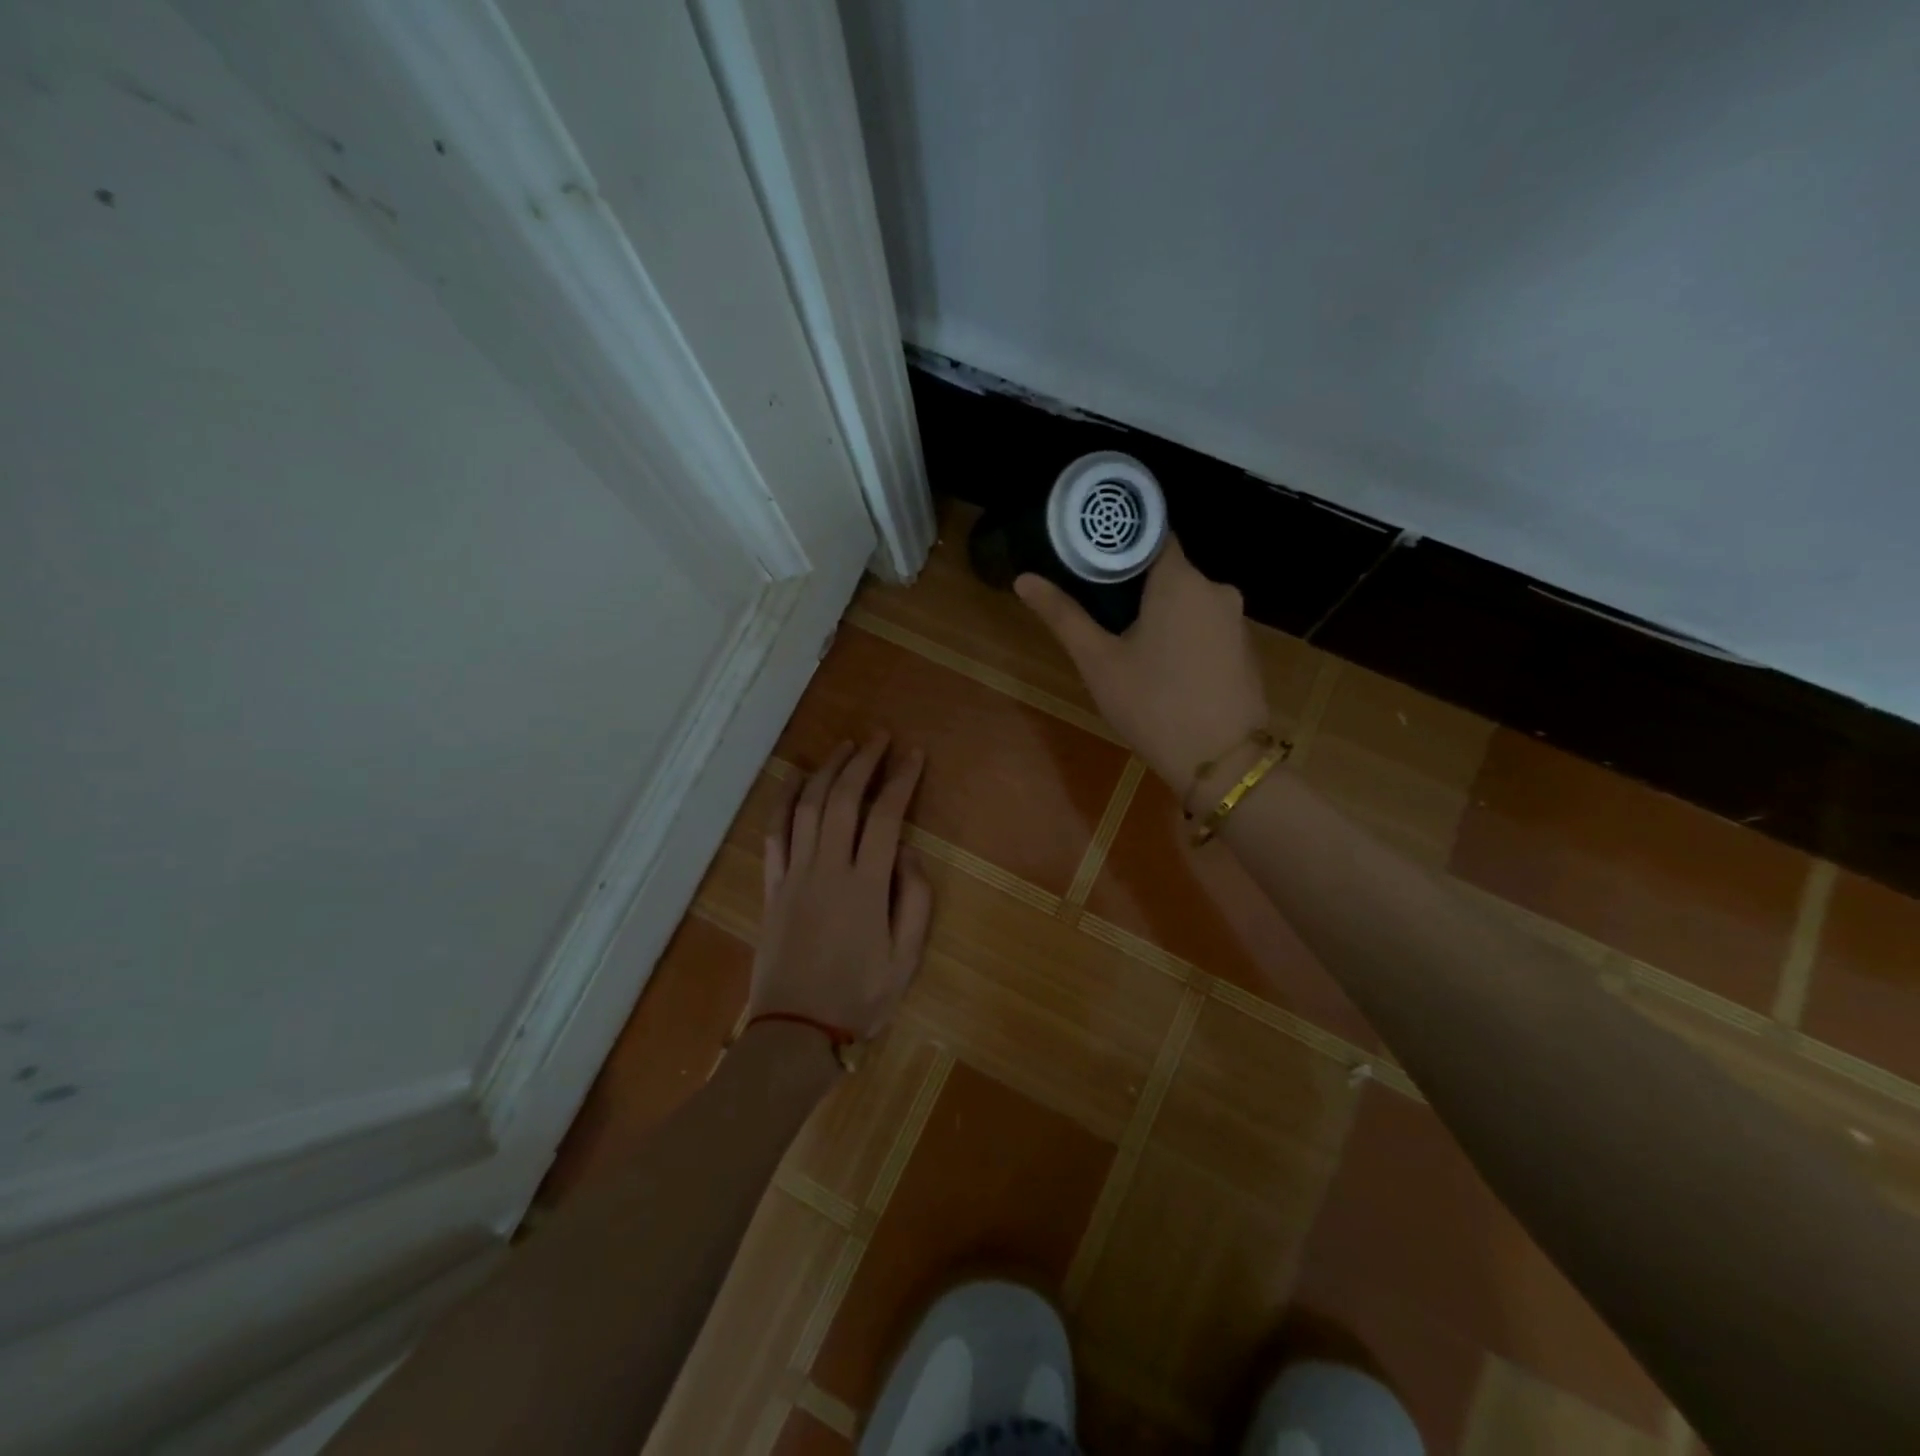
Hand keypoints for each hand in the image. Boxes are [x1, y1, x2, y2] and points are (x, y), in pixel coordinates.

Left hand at [750, 735, 932, 1039]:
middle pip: (843, 801)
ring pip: (807, 808)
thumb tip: (908, 853)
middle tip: (879, 738)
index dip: (901, 780)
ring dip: (826, 772)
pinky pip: (774, 834)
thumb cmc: (859, 998)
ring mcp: (795, 875)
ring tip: (844, 748)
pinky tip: (795, 781)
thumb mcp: (906, 959)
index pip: (886, 817)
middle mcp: (828, 869)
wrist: (795, 1032)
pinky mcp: (773, 887)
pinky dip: (783, 802)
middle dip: (863, 763)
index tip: (913, 755)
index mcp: (865, 886)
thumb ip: (914, 900)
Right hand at [1016, 536, 1267, 802]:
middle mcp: (1216, 588)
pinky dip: (1183, 633)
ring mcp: (1236, 620)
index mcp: (1180, 580)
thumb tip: (1024, 579)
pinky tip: (1164, 665)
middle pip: (1169, 570)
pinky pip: (1206, 625)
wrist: (1222, 763)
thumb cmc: (1153, 705)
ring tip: (1127, 642)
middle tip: (1099, 609)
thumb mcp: (1099, 662)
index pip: (1151, 535)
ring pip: (1188, 600)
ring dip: (1160, 612)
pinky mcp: (1246, 648)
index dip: (1119, 543)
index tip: (1091, 558)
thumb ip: (1063, 615)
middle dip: (1135, 585)